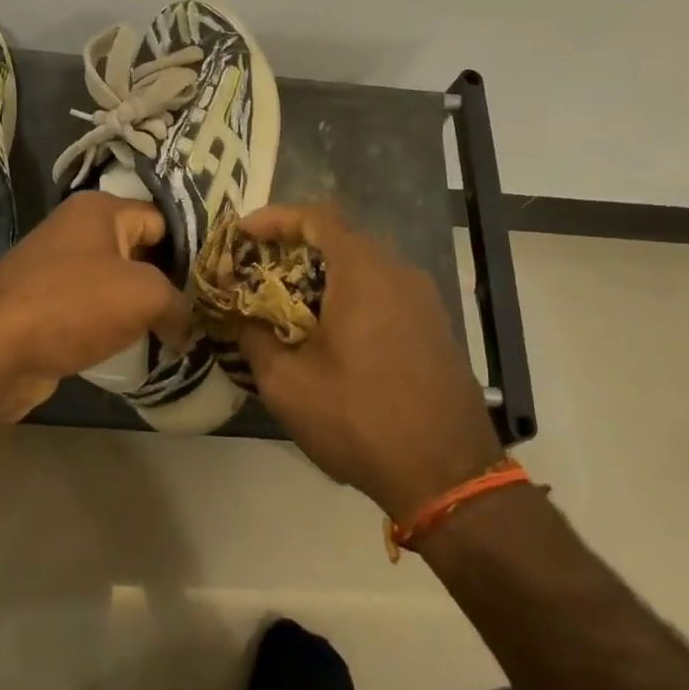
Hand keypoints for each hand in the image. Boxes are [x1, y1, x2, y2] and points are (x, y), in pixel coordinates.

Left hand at [0, 192, 189, 419]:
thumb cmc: (73, 306)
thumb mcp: (144, 296)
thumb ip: (180, 304)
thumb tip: (190, 326)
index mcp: (99, 209)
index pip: (162, 219)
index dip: (191, 249)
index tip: (214, 282)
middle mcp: (76, 228)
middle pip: (140, 249)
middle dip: (168, 280)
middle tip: (201, 310)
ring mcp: (56, 266)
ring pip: (116, 281)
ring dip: (141, 306)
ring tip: (176, 331)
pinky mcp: (44, 302)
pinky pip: (93, 307)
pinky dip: (114, 324)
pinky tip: (136, 345)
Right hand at [237, 204, 503, 519]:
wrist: (447, 472)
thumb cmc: (359, 419)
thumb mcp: (287, 384)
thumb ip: (255, 339)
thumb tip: (242, 319)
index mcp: (363, 274)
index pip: (317, 217)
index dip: (275, 217)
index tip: (243, 234)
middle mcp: (399, 273)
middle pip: (342, 238)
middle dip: (295, 248)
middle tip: (259, 271)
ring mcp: (424, 299)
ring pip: (365, 267)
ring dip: (324, 275)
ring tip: (288, 303)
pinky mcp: (435, 325)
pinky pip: (385, 291)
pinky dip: (351, 295)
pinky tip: (330, 332)